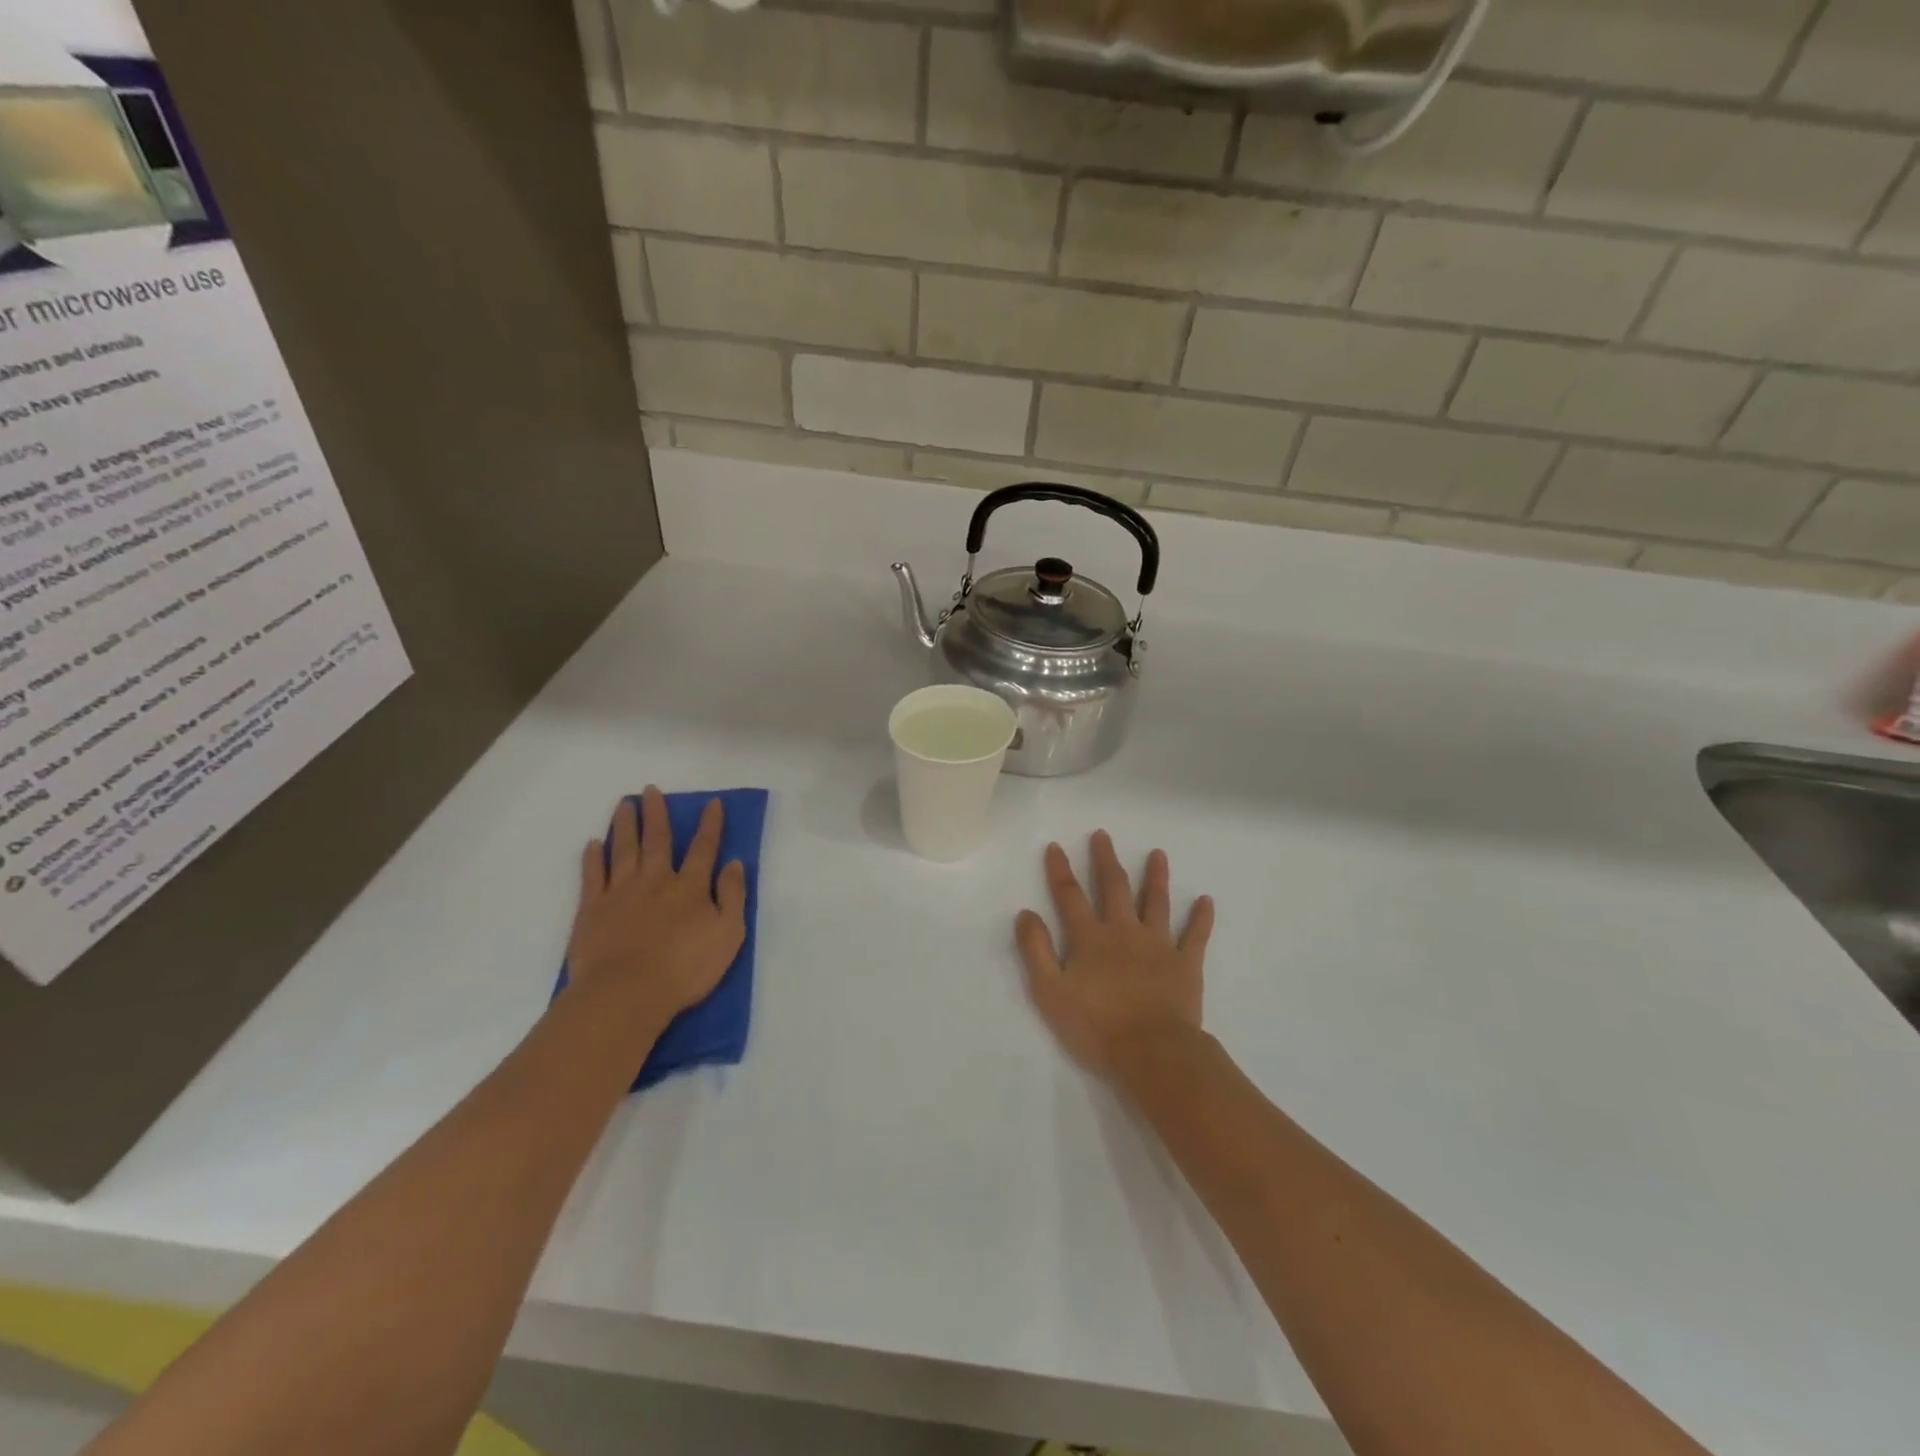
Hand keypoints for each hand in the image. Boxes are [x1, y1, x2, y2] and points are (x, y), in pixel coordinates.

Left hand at [566, 787, 746, 1023]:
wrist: (626, 993)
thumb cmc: (685, 968)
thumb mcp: (728, 934)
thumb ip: (732, 896)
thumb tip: (734, 863)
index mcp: (690, 886)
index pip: (703, 848)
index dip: (710, 825)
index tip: (712, 803)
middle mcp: (655, 880)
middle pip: (657, 840)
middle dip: (656, 814)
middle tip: (650, 790)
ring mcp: (620, 892)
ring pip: (623, 850)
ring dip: (625, 825)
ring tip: (623, 803)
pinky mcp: (591, 910)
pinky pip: (592, 876)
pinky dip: (593, 858)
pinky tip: (593, 844)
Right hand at [1015, 832, 1214, 1082]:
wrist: (1152, 1052)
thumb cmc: (1096, 1026)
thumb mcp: (1050, 991)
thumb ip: (1036, 950)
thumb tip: (1026, 913)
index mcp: (1090, 938)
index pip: (1070, 896)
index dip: (1060, 870)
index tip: (1055, 846)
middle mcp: (1124, 931)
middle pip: (1114, 888)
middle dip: (1106, 860)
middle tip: (1103, 835)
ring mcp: (1158, 945)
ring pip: (1156, 902)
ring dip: (1156, 877)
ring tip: (1158, 854)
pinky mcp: (1186, 964)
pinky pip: (1196, 936)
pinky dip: (1201, 918)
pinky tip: (1207, 900)